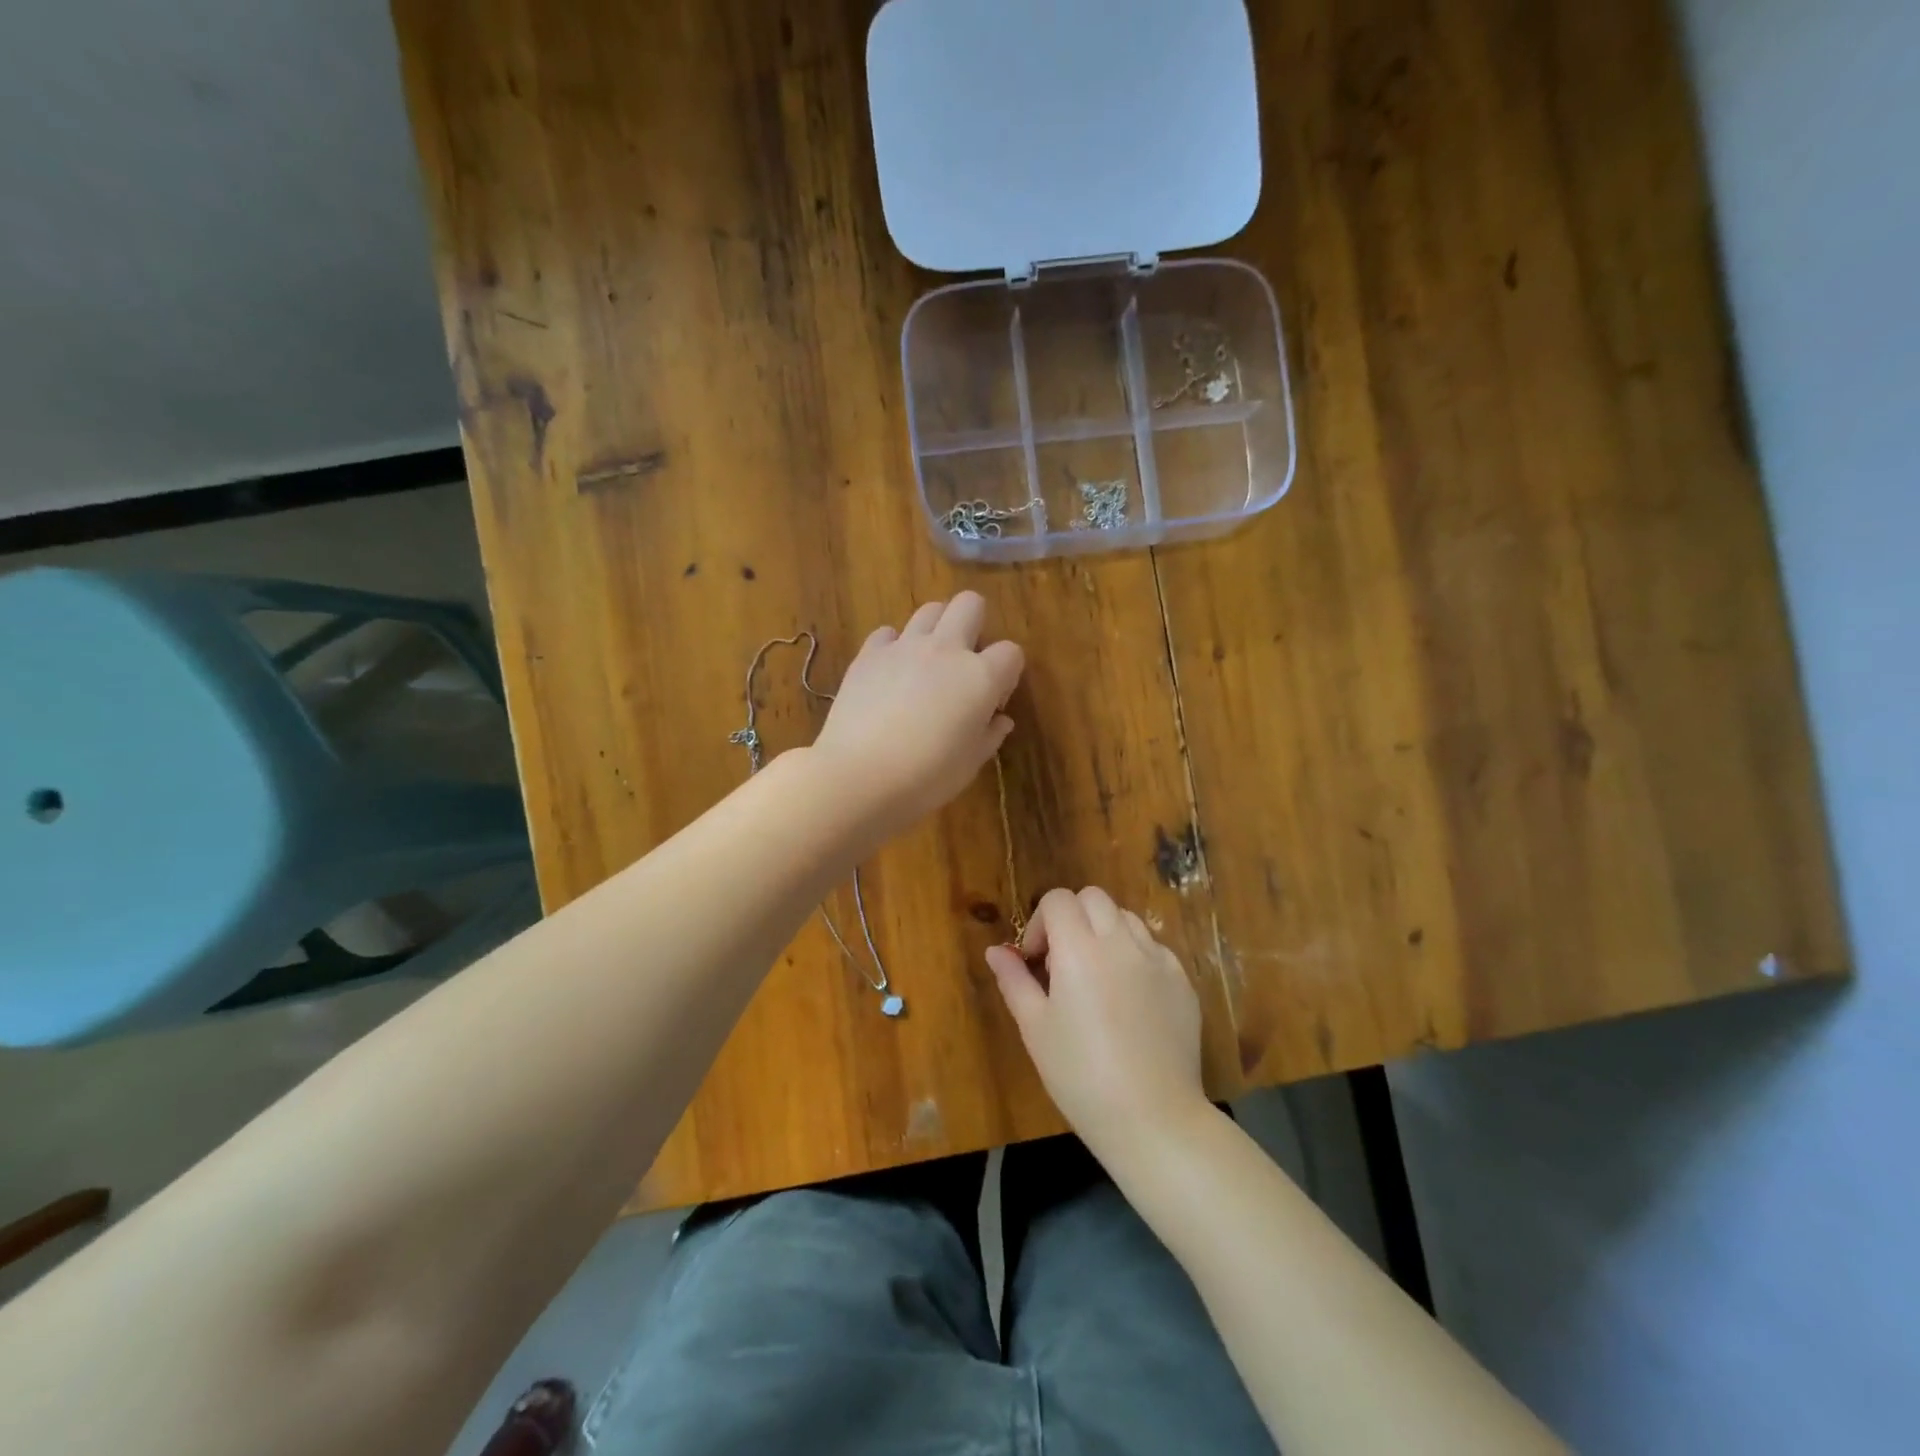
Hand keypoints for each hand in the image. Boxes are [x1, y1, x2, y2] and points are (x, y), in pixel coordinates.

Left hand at [811, 592, 1023, 840]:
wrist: (859, 776)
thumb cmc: (926, 777)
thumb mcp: (970, 763)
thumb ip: (990, 735)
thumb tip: (999, 720)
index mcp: (981, 677)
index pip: (1011, 652)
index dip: (1007, 674)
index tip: (993, 702)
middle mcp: (946, 649)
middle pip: (970, 604)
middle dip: (975, 624)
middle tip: (964, 661)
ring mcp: (904, 647)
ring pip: (930, 610)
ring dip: (936, 629)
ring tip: (927, 663)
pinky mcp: (869, 654)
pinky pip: (887, 633)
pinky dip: (894, 646)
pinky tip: (890, 672)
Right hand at [985, 886, 1207, 1157]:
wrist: (1152, 1118)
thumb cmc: (1080, 1075)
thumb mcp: (1035, 1028)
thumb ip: (1014, 980)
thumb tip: (996, 951)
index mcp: (1079, 949)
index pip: (1058, 900)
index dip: (1040, 922)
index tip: (1036, 961)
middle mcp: (1121, 942)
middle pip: (1094, 898)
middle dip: (1072, 918)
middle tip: (1063, 962)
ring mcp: (1158, 959)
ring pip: (1126, 918)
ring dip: (1105, 932)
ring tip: (1097, 977)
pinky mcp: (1182, 980)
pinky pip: (1154, 948)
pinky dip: (1135, 957)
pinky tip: (1130, 999)